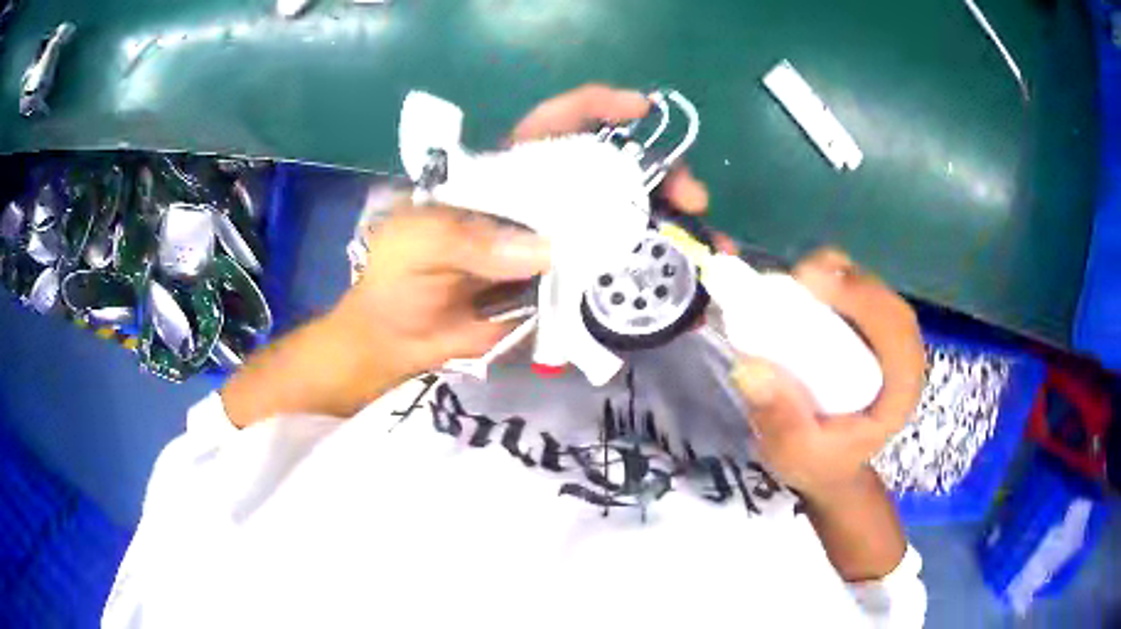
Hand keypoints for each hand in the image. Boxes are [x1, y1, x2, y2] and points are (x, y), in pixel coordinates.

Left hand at [338, 84, 711, 378]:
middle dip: (655, 177)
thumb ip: (468, 238)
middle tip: (692, 200)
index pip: (551, 127)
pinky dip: (643, 282)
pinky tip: (677, 292)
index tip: (641, 109)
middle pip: (604, 176)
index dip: (595, 109)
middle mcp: (535, 205)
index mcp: (500, 176)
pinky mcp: (558, 290)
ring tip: (704, 245)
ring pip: (616, 227)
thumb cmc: (395, 280)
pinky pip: (607, 280)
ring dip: (664, 230)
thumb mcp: (416, 243)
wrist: (396, 341)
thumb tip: (545, 249)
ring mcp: (552, 248)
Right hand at [731, 249, 924, 500]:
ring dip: (835, 276)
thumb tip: (751, 367)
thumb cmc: (819, 461)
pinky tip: (803, 292)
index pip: (894, 329)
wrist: (830, 463)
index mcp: (900, 388)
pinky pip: (856, 291)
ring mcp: (888, 338)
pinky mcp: (870, 329)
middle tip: (797, 280)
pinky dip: (829, 280)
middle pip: (883, 299)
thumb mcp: (796, 454)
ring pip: (871, 289)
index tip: (812, 285)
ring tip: (795, 284)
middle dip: (843, 280)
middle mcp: (902, 355)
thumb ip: (781, 419)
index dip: (859, 298)